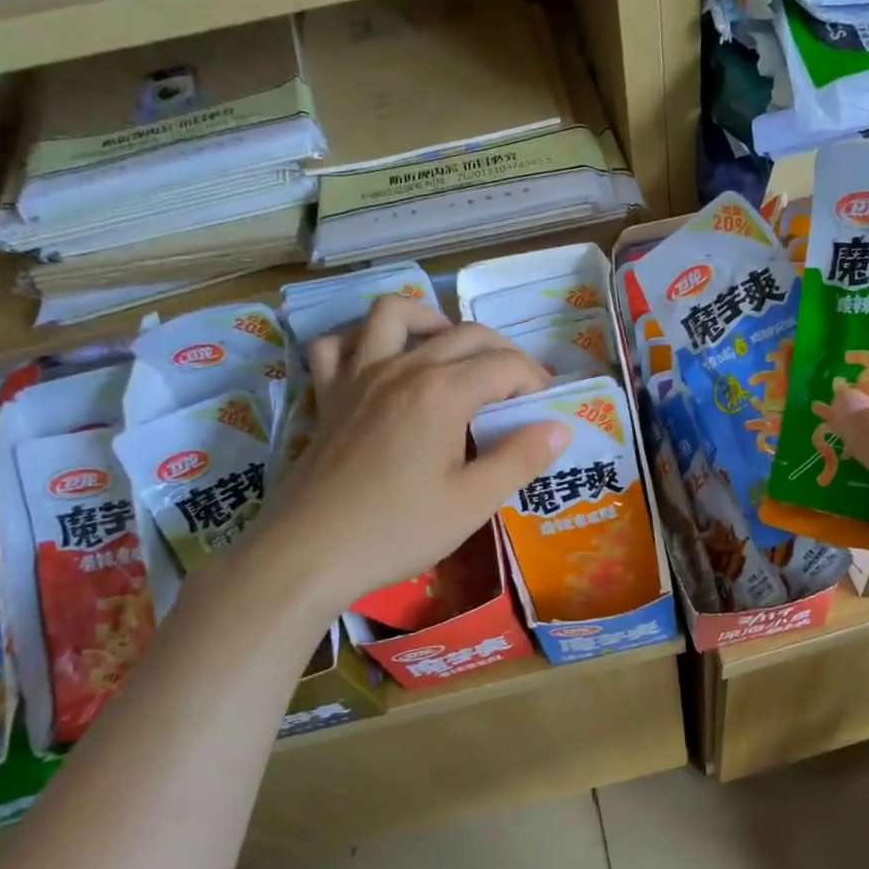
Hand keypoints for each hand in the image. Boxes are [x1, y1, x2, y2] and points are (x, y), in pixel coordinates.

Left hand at [226, 296, 566, 614]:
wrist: (309, 553)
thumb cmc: (397, 530)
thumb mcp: (472, 503)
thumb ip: (520, 459)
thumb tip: (559, 427)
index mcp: (443, 392)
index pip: (505, 365)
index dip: (535, 380)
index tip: (547, 408)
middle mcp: (402, 368)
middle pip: (464, 334)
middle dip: (503, 352)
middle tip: (518, 389)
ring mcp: (358, 376)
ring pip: (394, 314)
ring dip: (432, 321)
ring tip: (452, 350)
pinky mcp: (328, 395)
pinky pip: (338, 344)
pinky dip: (361, 340)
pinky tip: (380, 361)